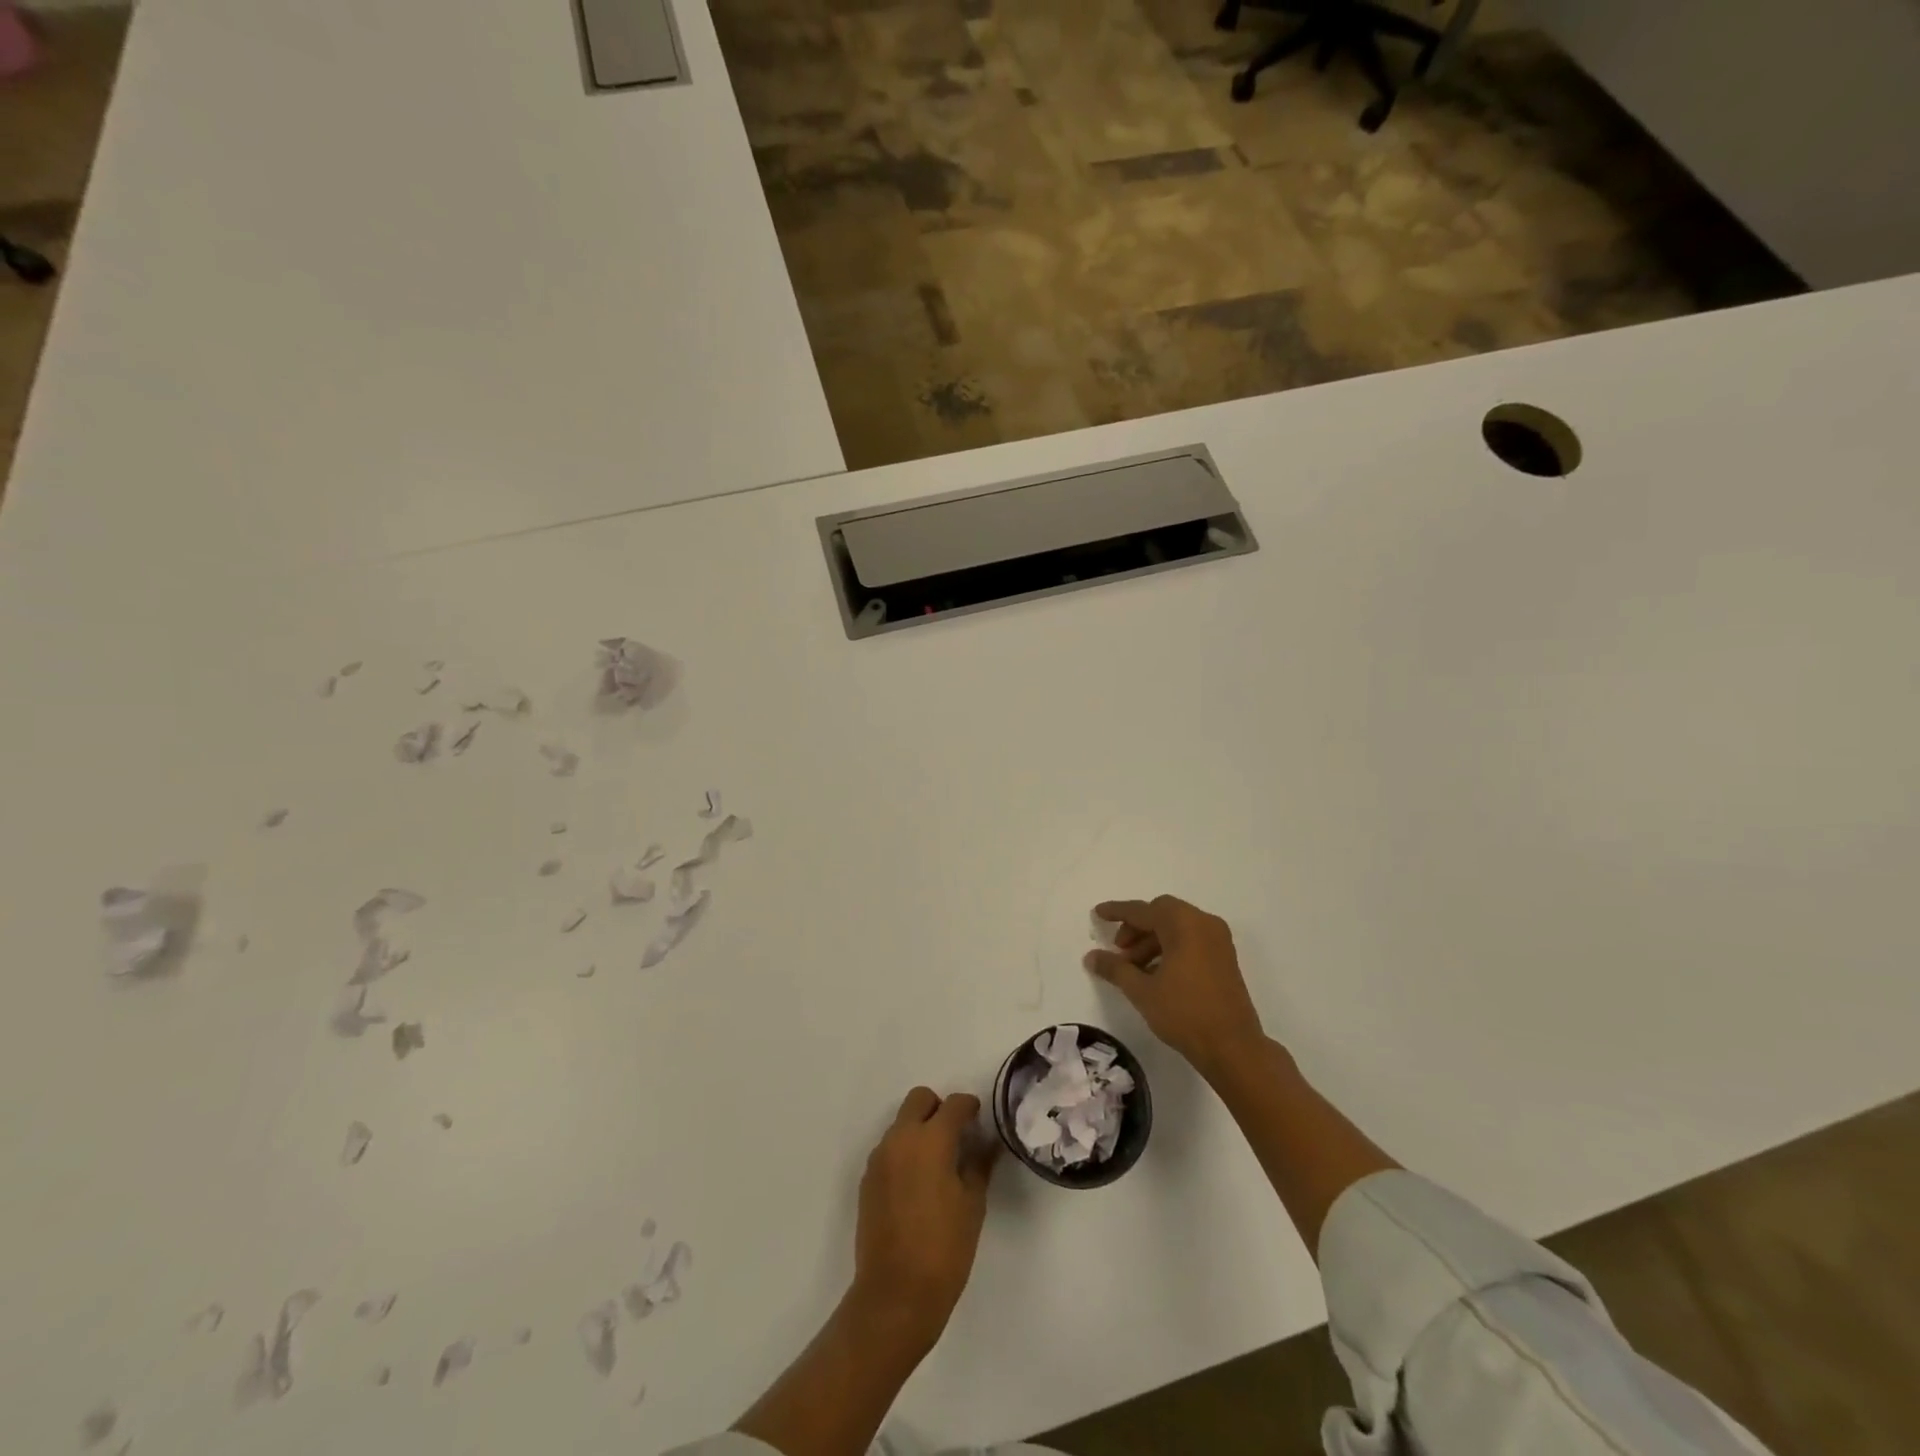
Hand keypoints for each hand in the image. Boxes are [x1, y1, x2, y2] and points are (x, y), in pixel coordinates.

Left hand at [849, 1087, 996, 1353]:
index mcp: (930, 1140)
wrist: (895, 1294)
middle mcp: (900, 1139)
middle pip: (919, 1100)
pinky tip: (917, 1185)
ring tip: (937, 1165)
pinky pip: (889, 1149)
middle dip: (939, 1109)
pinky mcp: (867, 1179)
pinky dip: (904, 1153)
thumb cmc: (944, 1248)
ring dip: (919, 1130)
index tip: (979, 1120)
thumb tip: (985, 1144)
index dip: (969, 1107)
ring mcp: (879, 1158)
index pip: (953, 1104)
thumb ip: (978, 1164)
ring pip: (901, 1123)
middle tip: (956, 1136)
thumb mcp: (972, 1205)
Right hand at [1085, 896, 1265, 1074]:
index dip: (1117, 912)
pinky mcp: (1225, 958)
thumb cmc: (1185, 1013)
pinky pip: (1191, 940)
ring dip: (1151, 941)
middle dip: (1136, 928)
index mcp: (1183, 923)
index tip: (1097, 913)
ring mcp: (1218, 940)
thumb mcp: (1142, 991)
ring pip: (1176, 928)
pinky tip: (1155, 974)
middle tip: (1119, 951)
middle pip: (1161, 914)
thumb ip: (1115, 969)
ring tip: (1134, 969)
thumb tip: (1091, 956)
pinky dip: (1170, 949)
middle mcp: (1203, 923)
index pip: (1142, 910)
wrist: (1233, 1048)